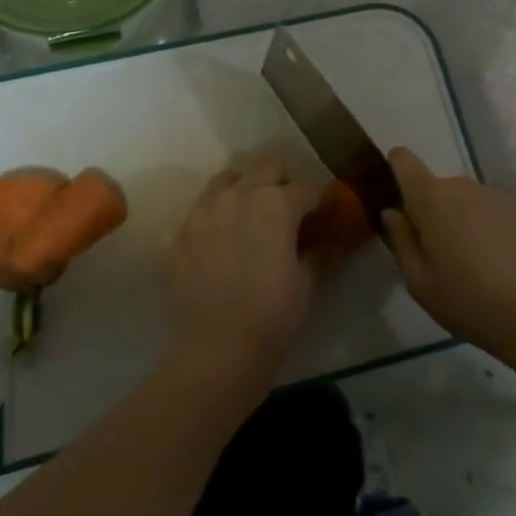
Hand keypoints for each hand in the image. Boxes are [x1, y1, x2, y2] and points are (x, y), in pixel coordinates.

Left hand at [170, 152, 320, 386]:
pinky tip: (225, 238)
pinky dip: (219, 212)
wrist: (218, 348)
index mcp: (276, 204)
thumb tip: (333, 238)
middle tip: (292, 210)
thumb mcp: (306, 280)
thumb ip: (319, 250)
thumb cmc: (273, 314)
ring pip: (230, 178)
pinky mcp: (183, 231)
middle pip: (268, 166)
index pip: (309, 188)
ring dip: (247, 188)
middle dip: (284, 182)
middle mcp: (239, 195)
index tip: (329, 211)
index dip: (323, 199)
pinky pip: (204, 206)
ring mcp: (205, 210)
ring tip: (254, 216)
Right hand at [380, 148, 515, 344]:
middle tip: (435, 253)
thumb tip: (393, 212)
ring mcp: (494, 195)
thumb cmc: (465, 299)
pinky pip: (487, 209)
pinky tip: (494, 260)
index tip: (396, 200)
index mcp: (430, 198)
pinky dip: (483, 225)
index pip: (403, 160)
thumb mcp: (418, 280)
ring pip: (463, 199)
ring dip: (458, 218)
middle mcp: (462, 186)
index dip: (395, 170)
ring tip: (468, 260)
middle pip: (434, 187)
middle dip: (429, 211)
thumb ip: (400, 239)